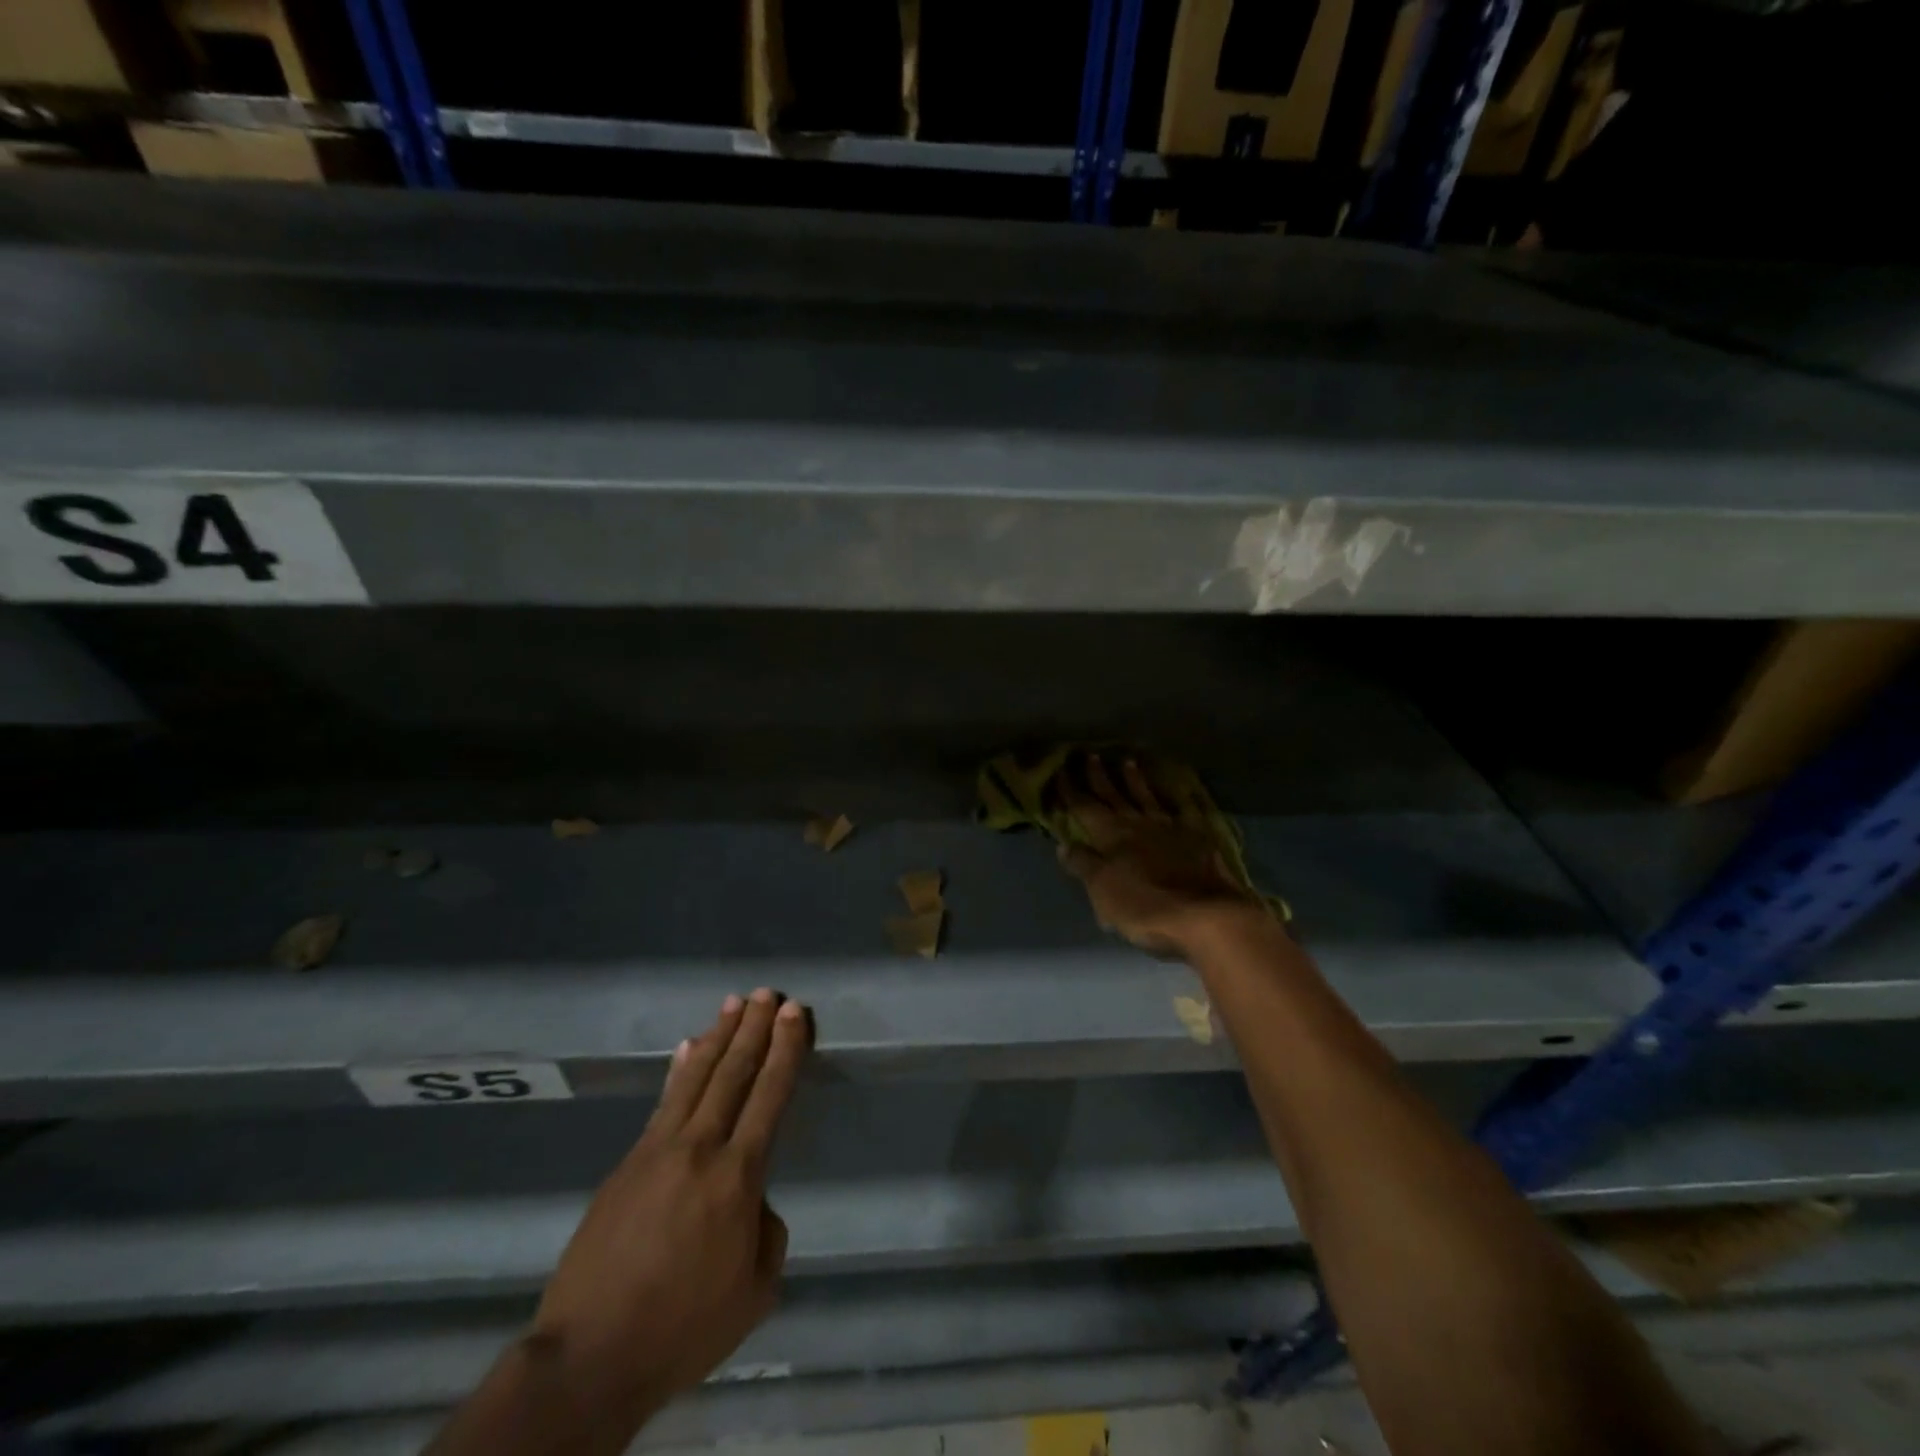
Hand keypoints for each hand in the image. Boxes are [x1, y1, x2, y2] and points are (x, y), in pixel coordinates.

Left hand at [529, 989, 811, 1419]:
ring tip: (734, 1003)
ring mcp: (658, 1150)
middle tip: (769, 994)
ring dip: (719, 1035)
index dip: (785, 1049)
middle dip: (754, 1028)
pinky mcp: (627, 1162)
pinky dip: (679, 1070)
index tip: (795, 1013)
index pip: (769, 1095)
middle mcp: (700, 1148)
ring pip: (696, 1077)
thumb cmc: (683, 1329)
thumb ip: (766, 1232)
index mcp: (737, 1177)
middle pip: (733, 1072)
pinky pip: (663, 1102)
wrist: (589, 1357)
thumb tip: (751, 1200)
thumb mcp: (754, 1292)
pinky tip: (687, 1048)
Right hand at [1057, 753, 1260, 956]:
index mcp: (1110, 834)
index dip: (1070, 790)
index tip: (1060, 771)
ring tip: (1129, 762)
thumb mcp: (1102, 889)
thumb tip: (1064, 843)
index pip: (1084, 807)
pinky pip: (1186, 810)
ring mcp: (1170, 827)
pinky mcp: (1198, 837)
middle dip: (1099, 776)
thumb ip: (1083, 864)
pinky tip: (1180, 791)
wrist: (1205, 914)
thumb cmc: (1144, 905)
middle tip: (1090, 755)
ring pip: (1147, 797)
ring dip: (1135, 780)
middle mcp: (1138, 823)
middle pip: (1114, 795)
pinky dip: (1180, 799)